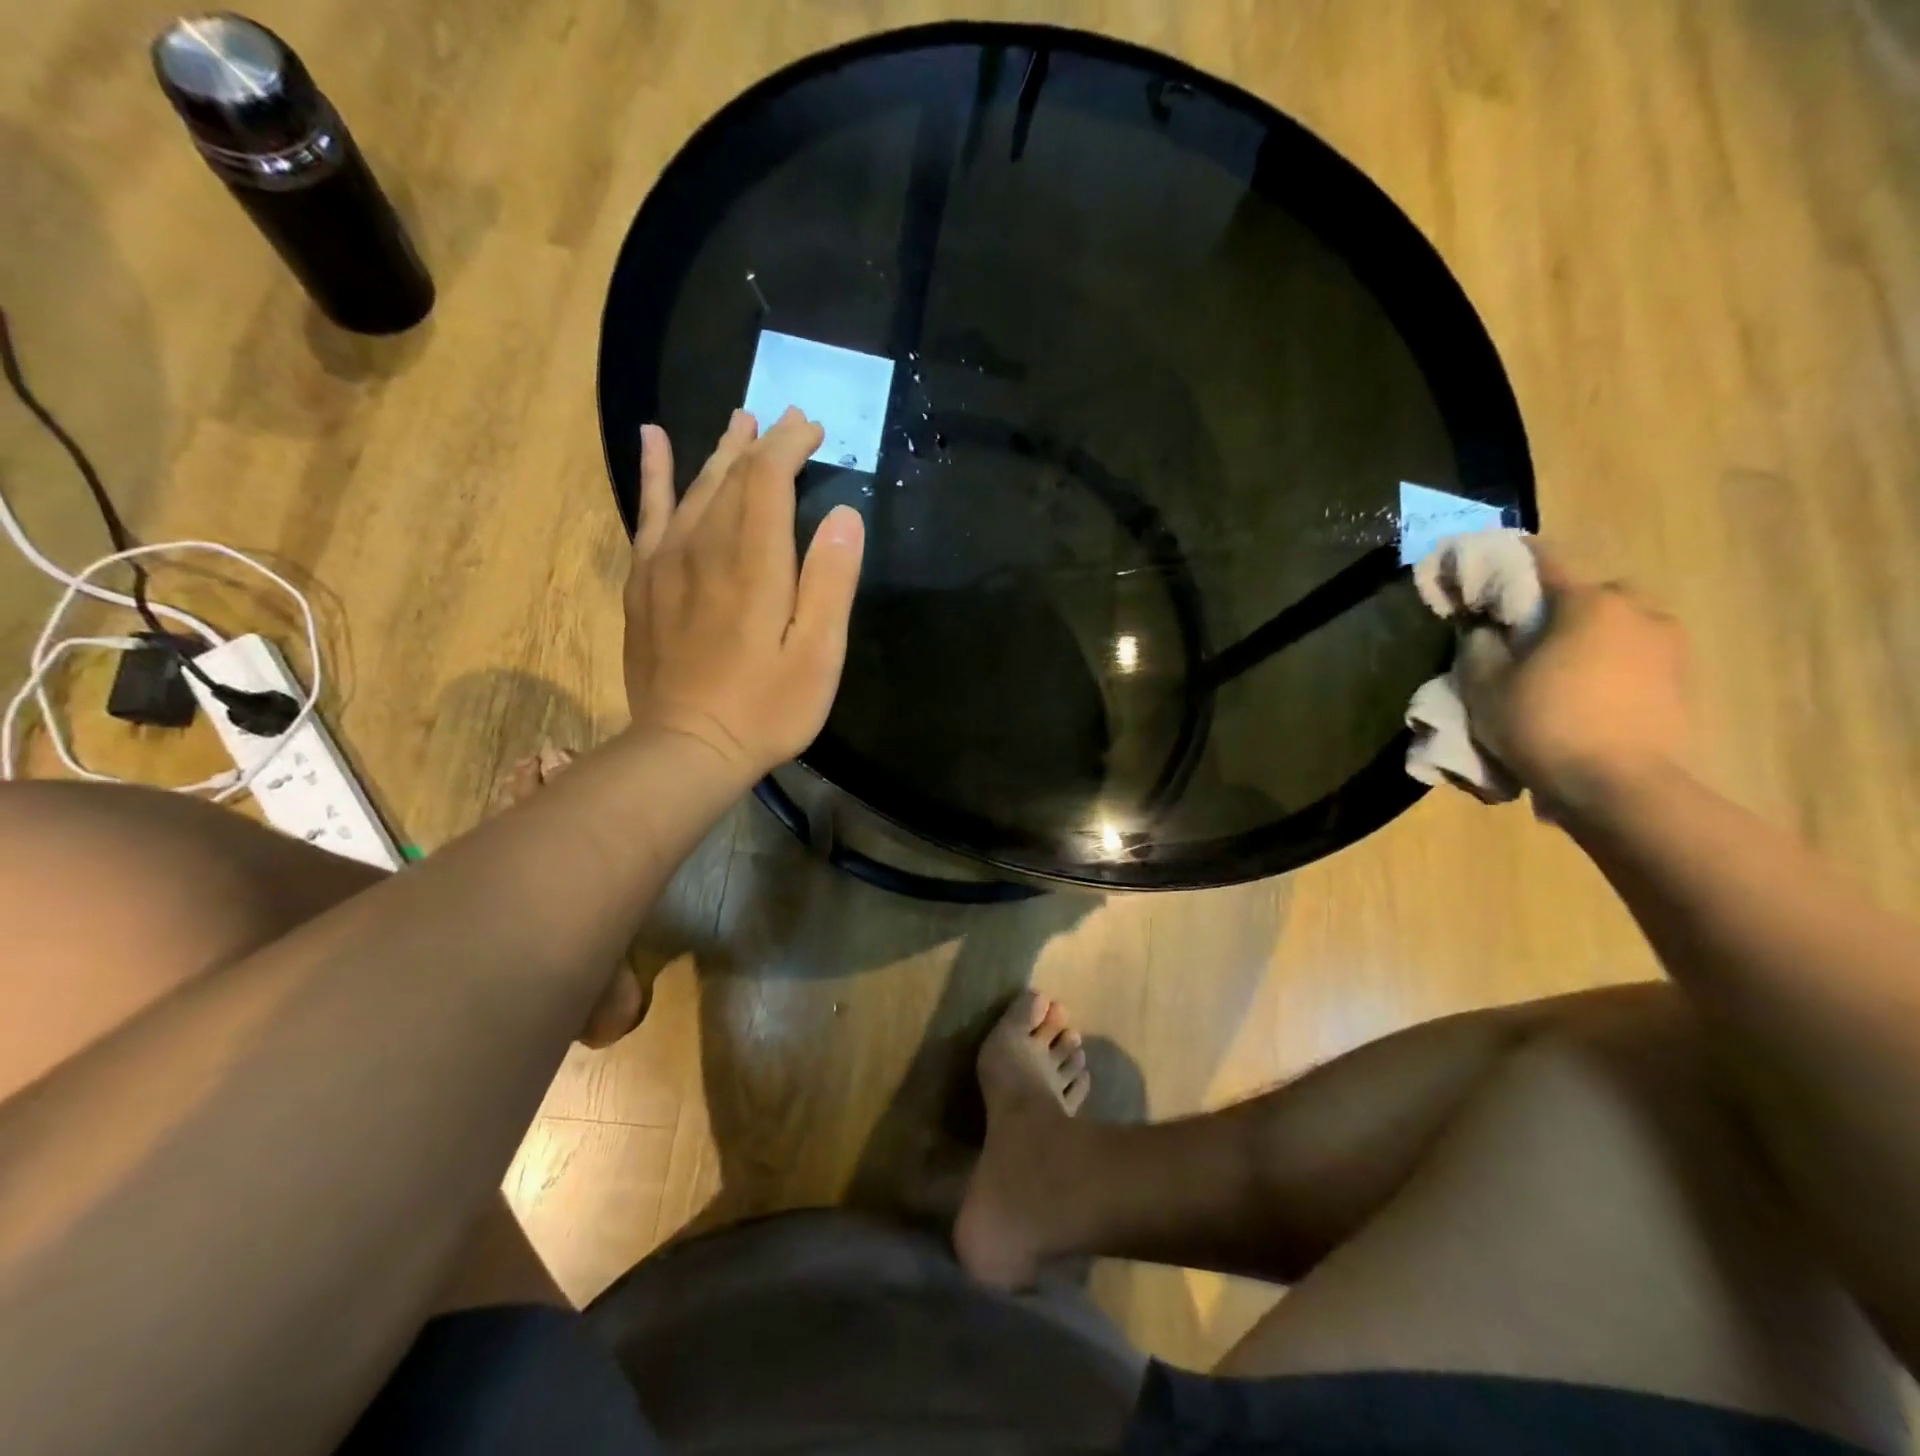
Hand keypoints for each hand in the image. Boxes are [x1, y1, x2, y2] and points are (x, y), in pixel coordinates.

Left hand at [622, 408, 865, 778]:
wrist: (686, 748)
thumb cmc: (765, 708)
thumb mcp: (818, 656)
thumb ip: (831, 583)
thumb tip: (843, 515)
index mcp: (754, 562)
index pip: (768, 478)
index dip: (791, 446)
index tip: (814, 429)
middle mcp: (705, 547)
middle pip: (731, 475)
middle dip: (763, 443)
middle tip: (789, 421)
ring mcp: (667, 562)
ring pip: (694, 487)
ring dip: (720, 451)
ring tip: (740, 422)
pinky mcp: (644, 582)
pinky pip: (648, 512)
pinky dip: (655, 473)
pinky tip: (654, 440)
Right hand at [1459, 545, 1690, 810]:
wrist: (1621, 787)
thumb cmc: (1545, 724)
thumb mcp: (1485, 686)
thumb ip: (1479, 648)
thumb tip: (1485, 631)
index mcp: (1589, 604)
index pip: (1545, 562)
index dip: (1511, 560)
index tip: (1487, 566)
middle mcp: (1639, 613)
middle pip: (1594, 595)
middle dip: (1563, 608)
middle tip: (1530, 636)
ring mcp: (1671, 648)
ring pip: (1621, 628)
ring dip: (1592, 640)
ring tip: (1560, 672)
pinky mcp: (1684, 684)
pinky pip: (1639, 660)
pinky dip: (1613, 668)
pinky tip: (1589, 697)